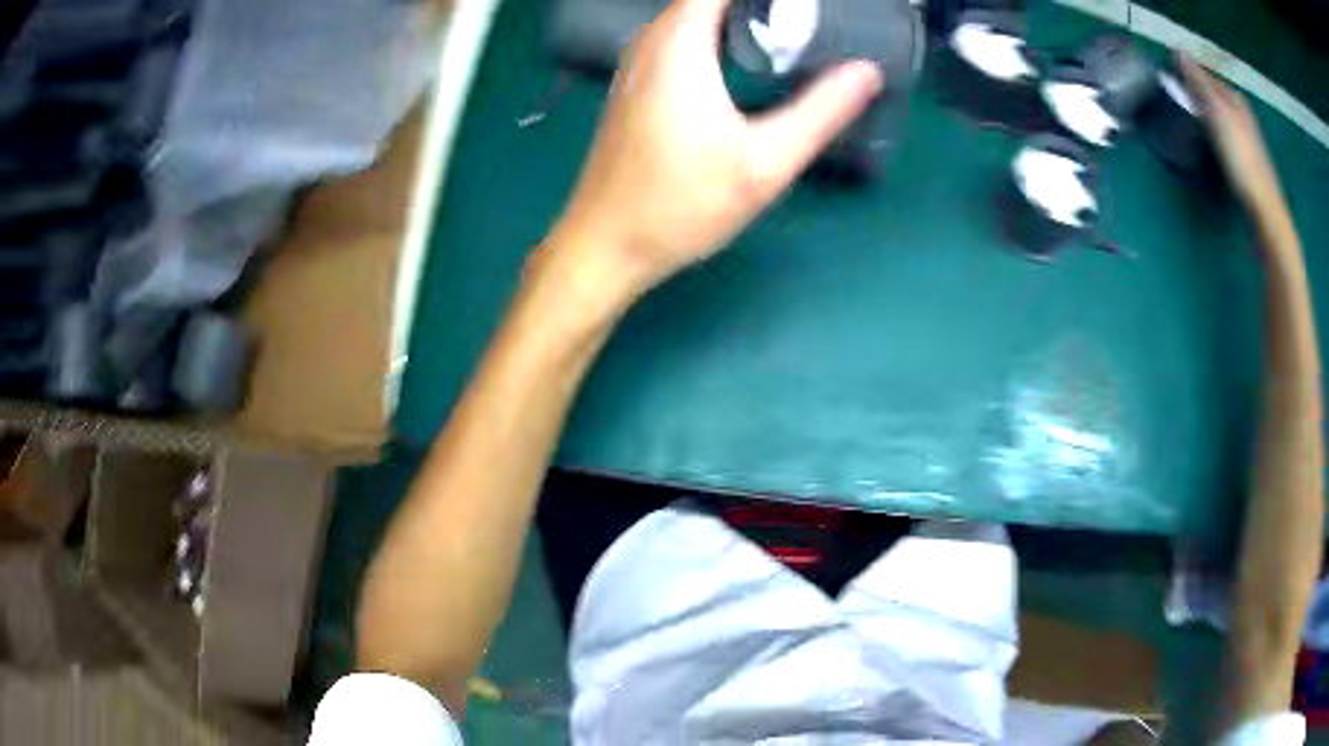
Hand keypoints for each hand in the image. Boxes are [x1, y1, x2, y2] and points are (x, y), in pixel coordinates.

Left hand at [548, 0, 881, 300]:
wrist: (605, 245)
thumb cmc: (682, 204)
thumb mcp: (765, 163)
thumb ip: (821, 111)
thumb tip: (867, 71)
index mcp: (680, 43)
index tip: (808, 9)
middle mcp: (651, 41)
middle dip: (760, 6)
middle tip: (809, 22)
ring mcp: (636, 63)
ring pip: (691, 14)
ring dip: (736, 15)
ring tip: (789, 33)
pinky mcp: (634, 86)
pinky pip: (678, 36)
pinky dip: (714, 31)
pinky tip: (745, 58)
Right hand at [1178, 57, 1284, 219]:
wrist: (1266, 213)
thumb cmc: (1242, 160)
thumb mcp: (1218, 114)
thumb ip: (1199, 82)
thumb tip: (1178, 50)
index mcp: (1235, 99)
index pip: (1206, 75)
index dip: (1187, 73)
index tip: (1168, 77)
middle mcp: (1242, 115)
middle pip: (1214, 97)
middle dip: (1196, 95)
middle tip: (1176, 100)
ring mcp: (1247, 141)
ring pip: (1220, 118)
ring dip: (1205, 117)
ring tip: (1189, 122)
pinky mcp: (1248, 164)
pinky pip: (1226, 140)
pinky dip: (1215, 137)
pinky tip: (1209, 148)